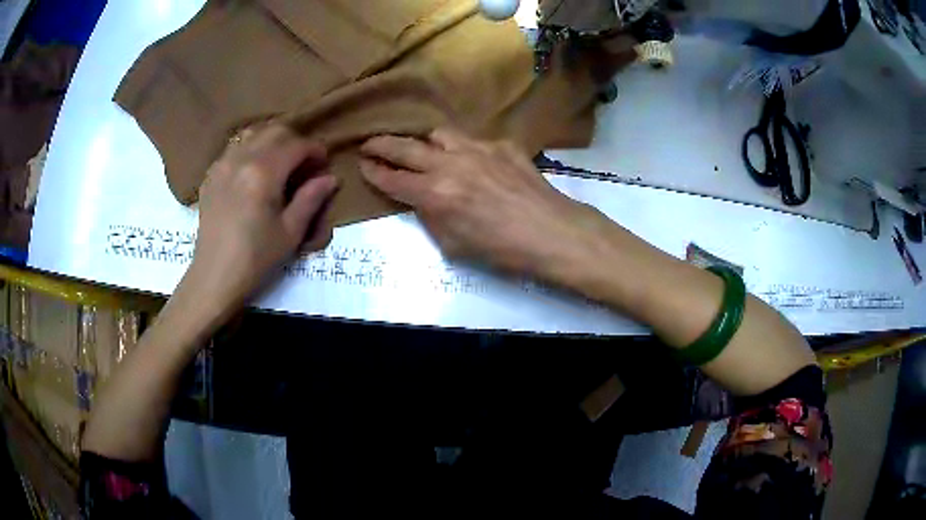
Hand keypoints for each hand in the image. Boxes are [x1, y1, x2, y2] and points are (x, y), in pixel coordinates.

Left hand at [185, 125, 338, 317]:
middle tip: (304, 165)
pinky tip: (254, 174)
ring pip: (252, 134)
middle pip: (274, 131)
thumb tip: (330, 178)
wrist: (214, 278)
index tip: (324, 165)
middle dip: (295, 142)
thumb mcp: (290, 233)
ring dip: (272, 142)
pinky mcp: (211, 175)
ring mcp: (222, 164)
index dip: (316, 151)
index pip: (297, 145)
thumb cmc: (255, 259)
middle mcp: (241, 159)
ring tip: (280, 165)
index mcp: (263, 172)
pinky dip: (250, 151)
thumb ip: (311, 199)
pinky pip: (234, 149)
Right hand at [359, 128, 611, 278]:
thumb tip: (422, 200)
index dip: (373, 171)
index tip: (362, 164)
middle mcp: (451, 163)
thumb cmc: (503, 251)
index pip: (392, 178)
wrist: (552, 233)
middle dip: (381, 144)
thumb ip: (431, 217)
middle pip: (405, 147)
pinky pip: (472, 141)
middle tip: (369, 144)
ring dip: (423, 141)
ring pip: (438, 134)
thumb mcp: (454, 245)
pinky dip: (462, 149)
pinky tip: (469, 161)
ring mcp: (478, 149)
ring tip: (421, 149)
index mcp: (435, 193)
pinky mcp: (502, 145)